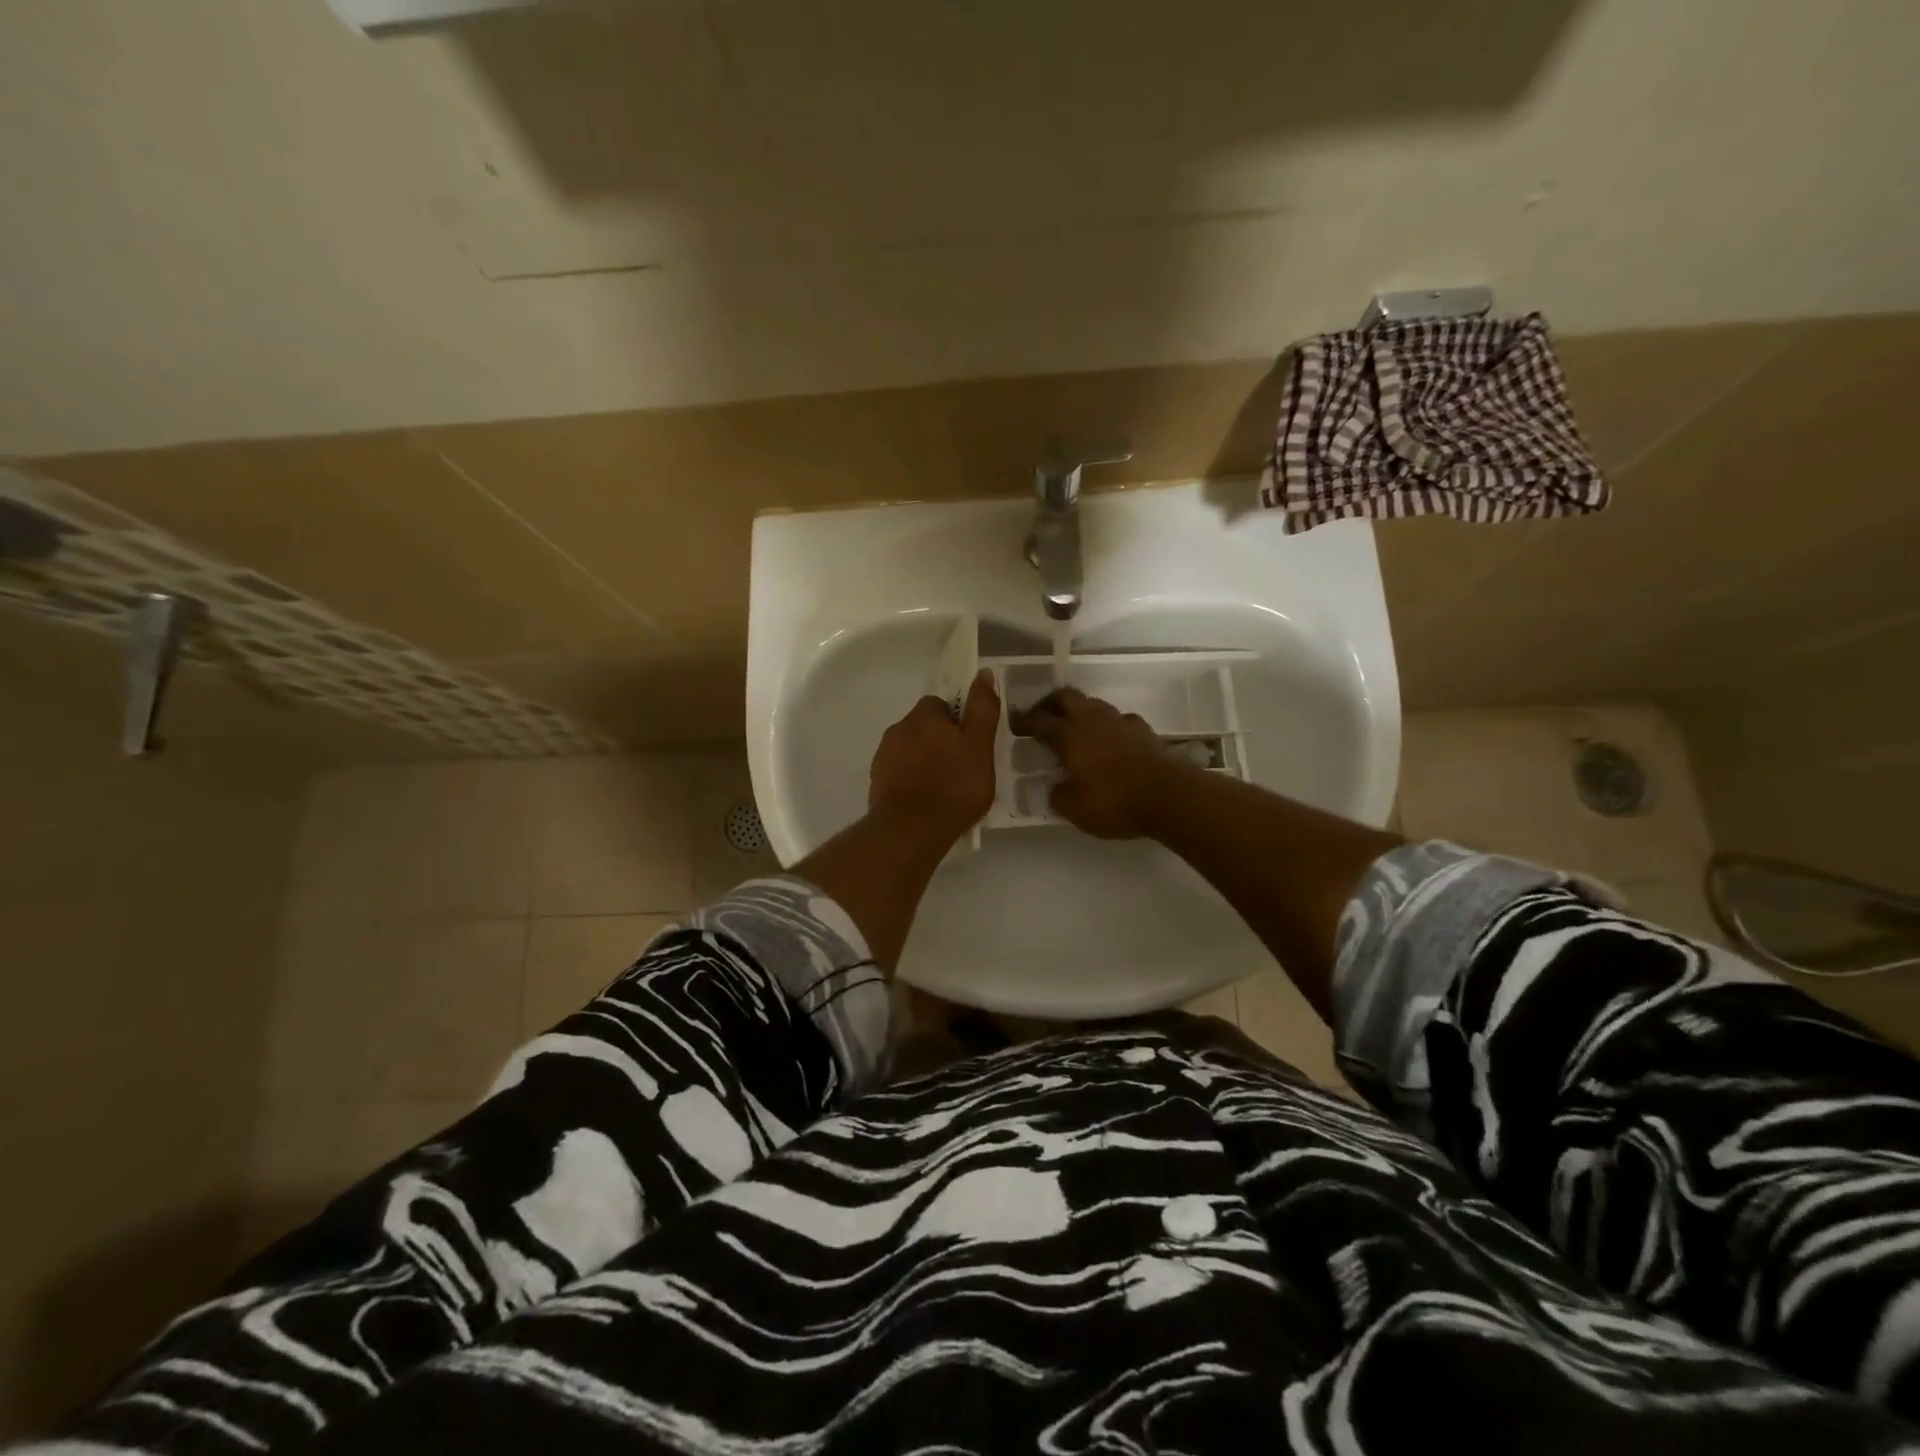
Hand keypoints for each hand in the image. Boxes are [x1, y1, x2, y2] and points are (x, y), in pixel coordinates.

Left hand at [869, 669, 998, 845]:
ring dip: (926, 762)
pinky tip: (927, 802)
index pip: (940, 705)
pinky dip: (913, 781)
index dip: (957, 722)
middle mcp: (898, 729)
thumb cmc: (954, 786)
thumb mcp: (980, 746)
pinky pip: (900, 773)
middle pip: (924, 727)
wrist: (911, 830)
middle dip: (940, 742)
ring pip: (910, 751)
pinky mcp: (877, 782)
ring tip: (946, 789)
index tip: (971, 744)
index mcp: (923, 716)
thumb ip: (982, 709)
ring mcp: (883, 757)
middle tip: (963, 768)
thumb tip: (983, 673)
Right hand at [1011, 688, 1185, 838]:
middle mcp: (1092, 720)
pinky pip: (1119, 719)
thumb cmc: (1115, 802)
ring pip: (1093, 704)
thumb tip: (1055, 789)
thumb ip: (1059, 797)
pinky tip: (1109, 739)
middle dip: (1049, 703)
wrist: (1170, 796)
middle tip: (1041, 716)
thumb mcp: (1076, 810)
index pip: (1039, 721)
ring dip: (1079, 710)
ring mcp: (1120, 721)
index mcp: (1069, 736)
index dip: (1024, 721)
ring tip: (1073, 726)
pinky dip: (1108, 725)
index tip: (1015, 724)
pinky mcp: (1143, 730)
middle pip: (1066, 697)